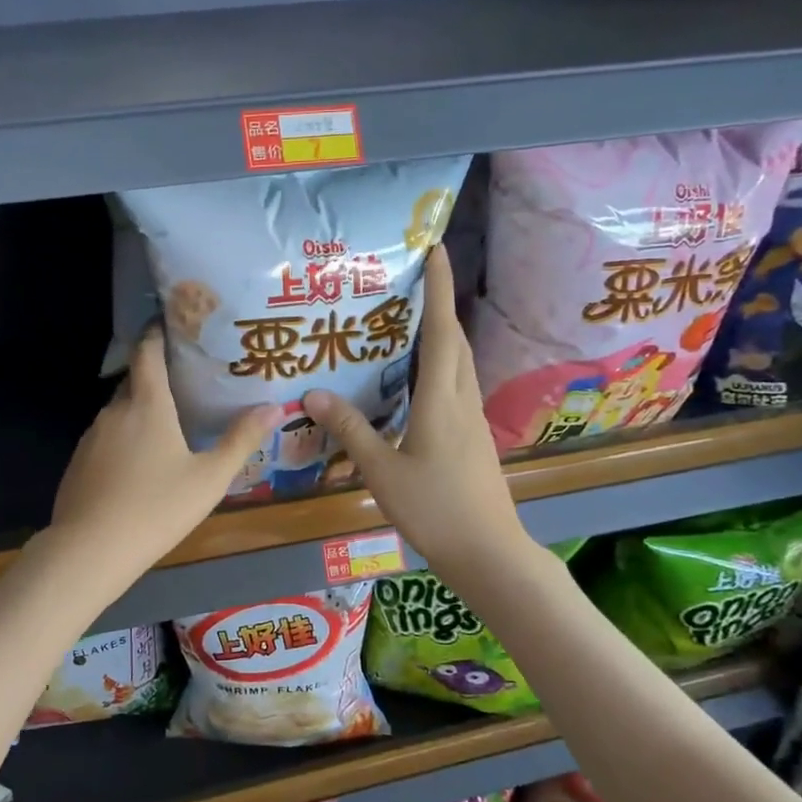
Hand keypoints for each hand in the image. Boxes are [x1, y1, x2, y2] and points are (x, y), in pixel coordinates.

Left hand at [50, 329, 276, 579]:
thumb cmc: (157, 508)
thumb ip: (241, 440)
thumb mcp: (209, 478)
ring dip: (140, 410)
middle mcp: (115, 411)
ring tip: (166, 422)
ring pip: (119, 411)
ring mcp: (91, 437)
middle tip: (184, 379)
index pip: (148, 352)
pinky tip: (138, 463)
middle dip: (154, 374)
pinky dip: (124, 437)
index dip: (157, 333)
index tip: (171, 322)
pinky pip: (106, 437)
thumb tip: (275, 407)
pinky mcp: (79, 462)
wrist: (90, 550)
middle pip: (134, 380)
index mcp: (147, 405)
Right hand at [304, 247, 529, 568]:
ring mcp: (472, 420)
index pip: (442, 331)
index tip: (437, 248)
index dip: (440, 288)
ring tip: (412, 320)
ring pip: (459, 364)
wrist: (488, 552)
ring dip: (442, 334)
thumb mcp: (382, 471)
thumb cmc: (434, 509)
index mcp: (441, 400)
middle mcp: (462, 401)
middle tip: (414, 279)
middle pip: (456, 341)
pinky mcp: (473, 438)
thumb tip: (313, 393)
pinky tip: (418, 379)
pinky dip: (440, 366)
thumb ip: (350, 430)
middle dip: (440, 304)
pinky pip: (456, 386)